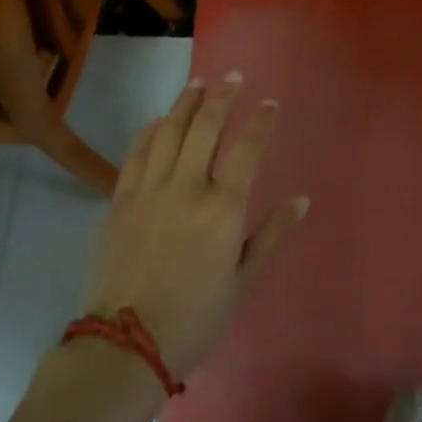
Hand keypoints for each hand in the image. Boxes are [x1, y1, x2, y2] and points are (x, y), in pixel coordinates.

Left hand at [77, 74, 307, 379]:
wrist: (125, 345)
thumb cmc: (195, 318)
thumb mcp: (242, 281)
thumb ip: (270, 235)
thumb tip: (301, 200)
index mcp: (222, 209)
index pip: (247, 149)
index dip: (260, 122)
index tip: (269, 103)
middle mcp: (186, 188)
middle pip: (205, 127)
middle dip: (222, 96)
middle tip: (233, 77)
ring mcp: (149, 191)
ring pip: (169, 131)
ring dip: (185, 102)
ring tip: (198, 82)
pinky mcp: (120, 200)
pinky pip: (136, 153)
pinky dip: (149, 131)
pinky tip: (159, 120)